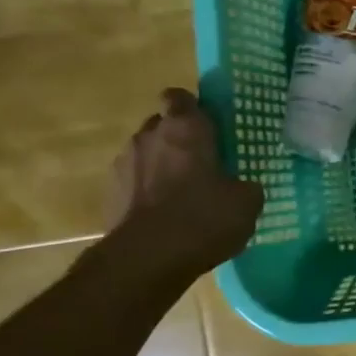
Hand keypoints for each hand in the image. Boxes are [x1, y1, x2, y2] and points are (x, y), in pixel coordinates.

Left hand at [105, 89, 263, 277]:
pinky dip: (146, 194)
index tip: (206, 125)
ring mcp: (123, 164)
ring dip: (160, 167)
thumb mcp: (247, 203)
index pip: (180, 97)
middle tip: (201, 164)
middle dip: (177, 139)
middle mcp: (149, 135)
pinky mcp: (109, 194)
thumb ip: (245, 186)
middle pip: (161, 125)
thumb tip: (242, 187)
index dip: (192, 108)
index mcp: (185, 128)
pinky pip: (133, 184)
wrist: (147, 259)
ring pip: (145, 154)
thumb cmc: (203, 218)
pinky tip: (163, 218)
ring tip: (181, 196)